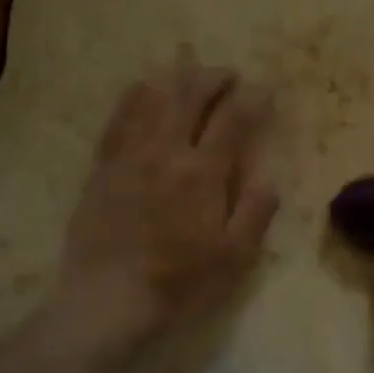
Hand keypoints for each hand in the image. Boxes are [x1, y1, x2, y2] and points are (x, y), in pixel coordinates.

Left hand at [54, 57, 278, 348]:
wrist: (108, 299)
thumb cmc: (180, 282)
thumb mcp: (235, 257)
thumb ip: (256, 212)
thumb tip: (270, 177)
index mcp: (203, 172)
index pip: (232, 119)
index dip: (253, 99)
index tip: (265, 91)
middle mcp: (165, 152)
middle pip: (189, 95)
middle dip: (213, 77)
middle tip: (229, 75)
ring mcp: (129, 156)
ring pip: (152, 99)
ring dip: (175, 79)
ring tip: (190, 73)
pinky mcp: (103, 168)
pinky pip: (118, 119)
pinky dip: (135, 97)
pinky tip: (143, 89)